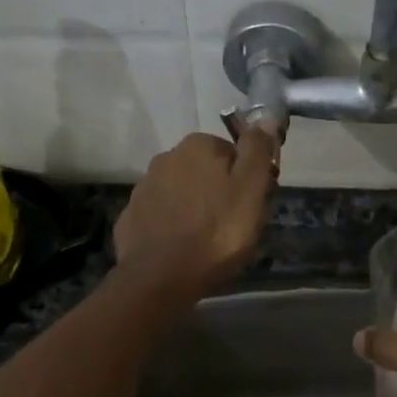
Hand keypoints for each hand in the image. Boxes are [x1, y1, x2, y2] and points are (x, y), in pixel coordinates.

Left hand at [113, 128, 278, 301]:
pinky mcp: (131, 216)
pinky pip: (162, 214)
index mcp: (198, 146)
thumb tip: (265, 118)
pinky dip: (174, 225)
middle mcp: (166, 157)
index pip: (233, 153)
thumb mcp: (251, 190)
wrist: (160, 277)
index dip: (248, 178)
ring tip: (209, 240)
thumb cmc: (216, 232)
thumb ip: (257, 151)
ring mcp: (144, 187)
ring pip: (183, 191)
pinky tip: (183, 248)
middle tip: (234, 225)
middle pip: (206, 171)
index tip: (254, 205)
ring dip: (196, 207)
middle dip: (220, 191)